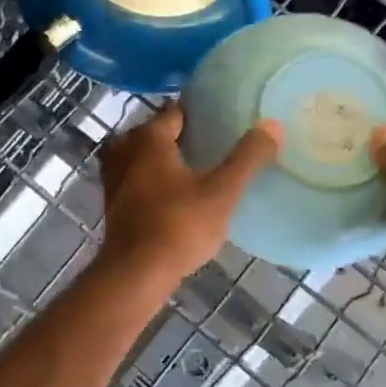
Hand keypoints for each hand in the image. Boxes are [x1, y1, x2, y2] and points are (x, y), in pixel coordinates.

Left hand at [98, 104, 282, 288]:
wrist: (136, 273)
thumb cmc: (179, 226)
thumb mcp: (221, 192)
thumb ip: (247, 158)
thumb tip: (272, 124)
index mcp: (149, 139)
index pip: (174, 113)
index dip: (198, 113)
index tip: (222, 117)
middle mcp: (125, 151)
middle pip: (155, 133)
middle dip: (179, 135)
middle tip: (212, 143)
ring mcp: (114, 178)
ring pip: (141, 156)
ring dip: (163, 158)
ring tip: (194, 167)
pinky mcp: (113, 203)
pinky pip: (134, 179)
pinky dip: (151, 179)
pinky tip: (173, 193)